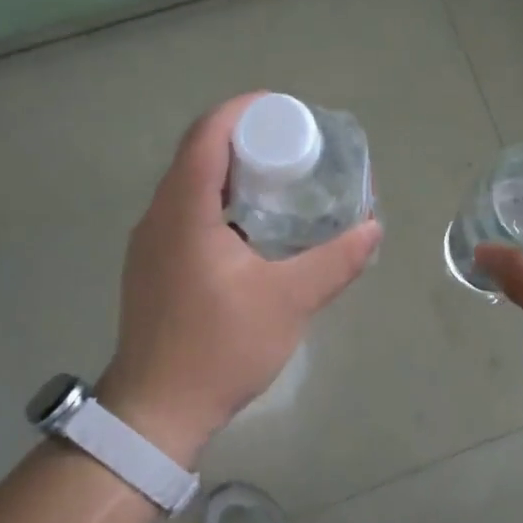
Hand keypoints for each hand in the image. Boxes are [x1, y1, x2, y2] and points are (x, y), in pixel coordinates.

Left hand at [96, 94, 382, 462]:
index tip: (285, 110)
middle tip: (294, 147)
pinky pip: (185, 212)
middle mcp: (159, 216)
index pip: (207, 134)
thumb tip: (373, 228)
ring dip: (231, 171)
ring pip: (189, 184)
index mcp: (184, 210)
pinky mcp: (152, 267)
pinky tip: (252, 227)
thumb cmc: (220, 348)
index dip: (244, 111)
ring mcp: (150, 243)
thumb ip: (335, 261)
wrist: (156, 412)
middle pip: (198, 153)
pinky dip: (218, 201)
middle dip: (245, 139)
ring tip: (280, 181)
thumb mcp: (289, 301)